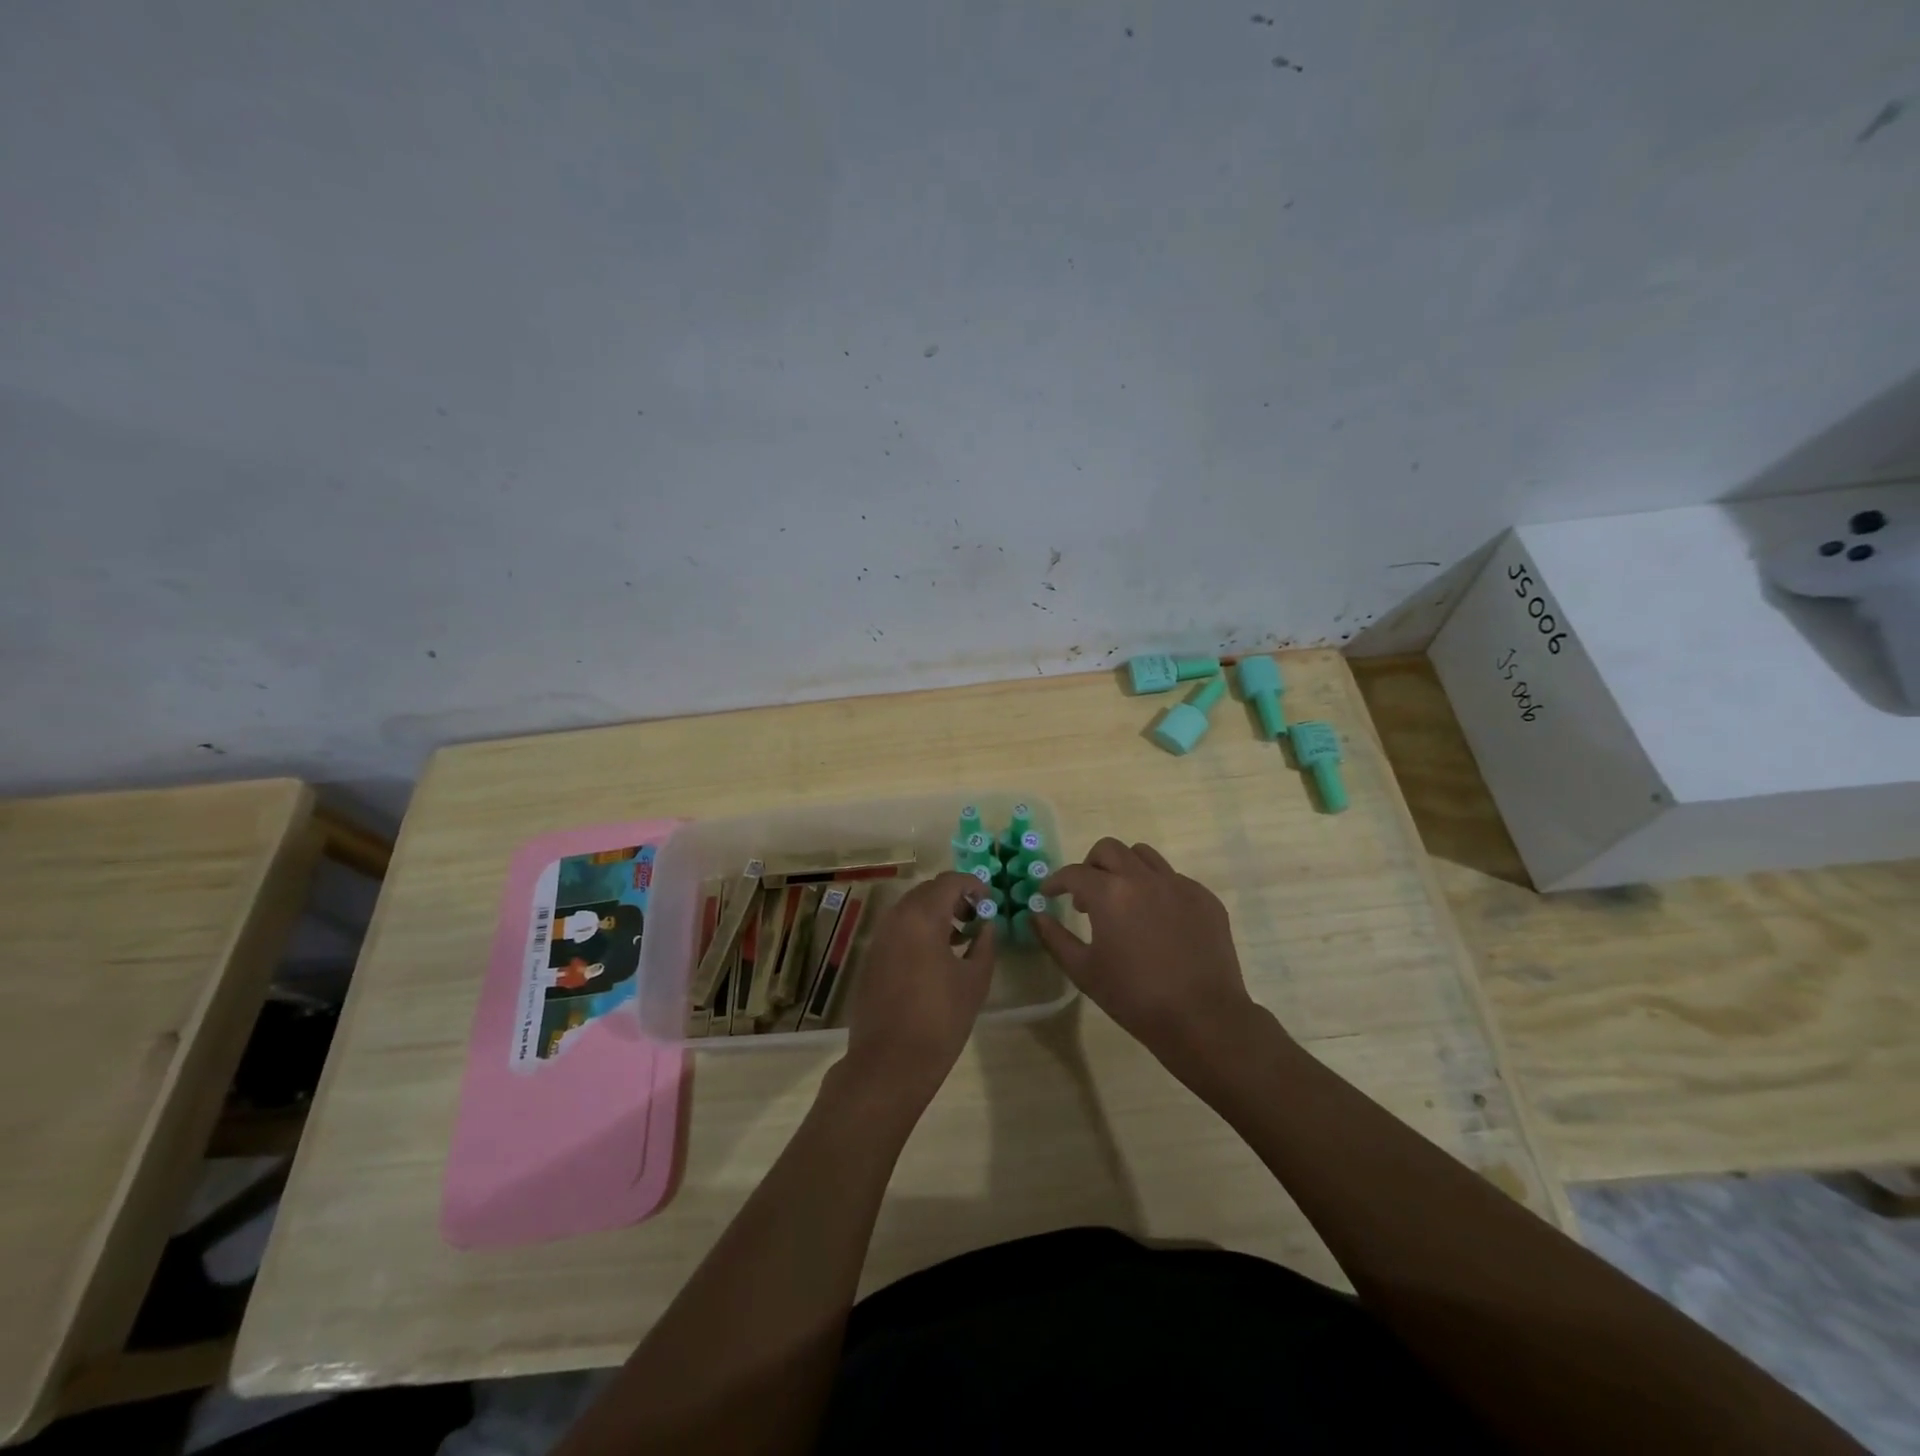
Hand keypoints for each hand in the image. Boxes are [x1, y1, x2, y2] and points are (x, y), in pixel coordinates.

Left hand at [840, 872, 995, 1111]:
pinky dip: (919, 930)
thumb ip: (985, 943)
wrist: (889, 1063)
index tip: (990, 902)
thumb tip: (986, 926)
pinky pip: (898, 929)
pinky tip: (936, 958)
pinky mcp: (871, 957)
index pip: (950, 881)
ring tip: (961, 939)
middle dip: (954, 898)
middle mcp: (896, 918)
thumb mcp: (975, 980)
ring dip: (936, 914)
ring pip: (911, 909)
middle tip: (977, 918)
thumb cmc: (940, 1019)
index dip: (974, 885)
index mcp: (922, 917)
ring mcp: (879, 937)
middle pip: (928, 891)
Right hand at [1035, 839, 1264, 1078]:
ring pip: (1144, 856)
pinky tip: (1156, 920)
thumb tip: (1036, 916)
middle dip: (1090, 866)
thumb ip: (1054, 938)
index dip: (1056, 882)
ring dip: (1124, 869)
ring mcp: (1179, 885)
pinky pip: (1173, 879)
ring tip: (1122, 899)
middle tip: (1085, 895)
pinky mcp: (1205, 898)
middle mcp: (1144, 878)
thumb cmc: (1135, 997)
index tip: (1048, 895)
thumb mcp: (1084, 971)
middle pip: (1109, 850)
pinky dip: (1156, 888)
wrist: (1202, 1018)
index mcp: (1110, 893)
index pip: (1074, 873)